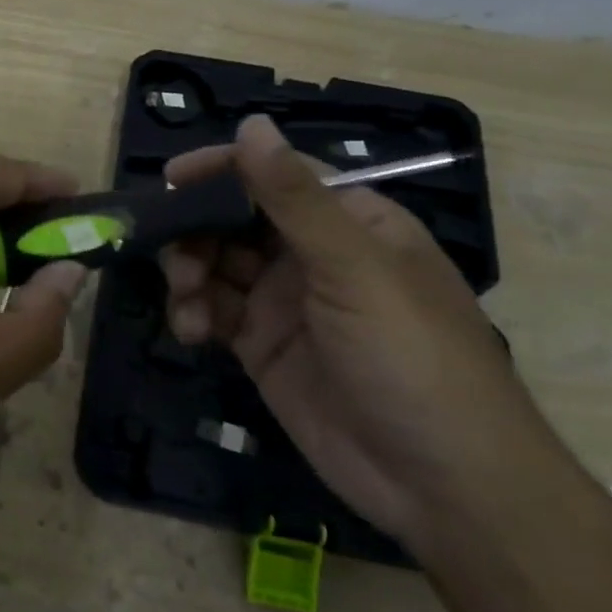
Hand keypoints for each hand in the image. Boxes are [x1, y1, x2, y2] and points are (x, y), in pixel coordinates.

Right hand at [160, 115, 548, 549]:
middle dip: (197, 228)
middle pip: (236, 218)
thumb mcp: (354, 268)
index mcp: (349, 221)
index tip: (171, 178)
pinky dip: (194, 313)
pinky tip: (190, 330)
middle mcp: (313, 254)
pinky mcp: (264, 347)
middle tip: (169, 250)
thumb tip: (251, 124)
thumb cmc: (410, 356)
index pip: (274, 175)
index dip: (222, 170)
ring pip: (217, 263)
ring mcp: (285, 302)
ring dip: (190, 271)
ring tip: (185, 296)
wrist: (442, 486)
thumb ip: (295, 198)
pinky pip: (215, 312)